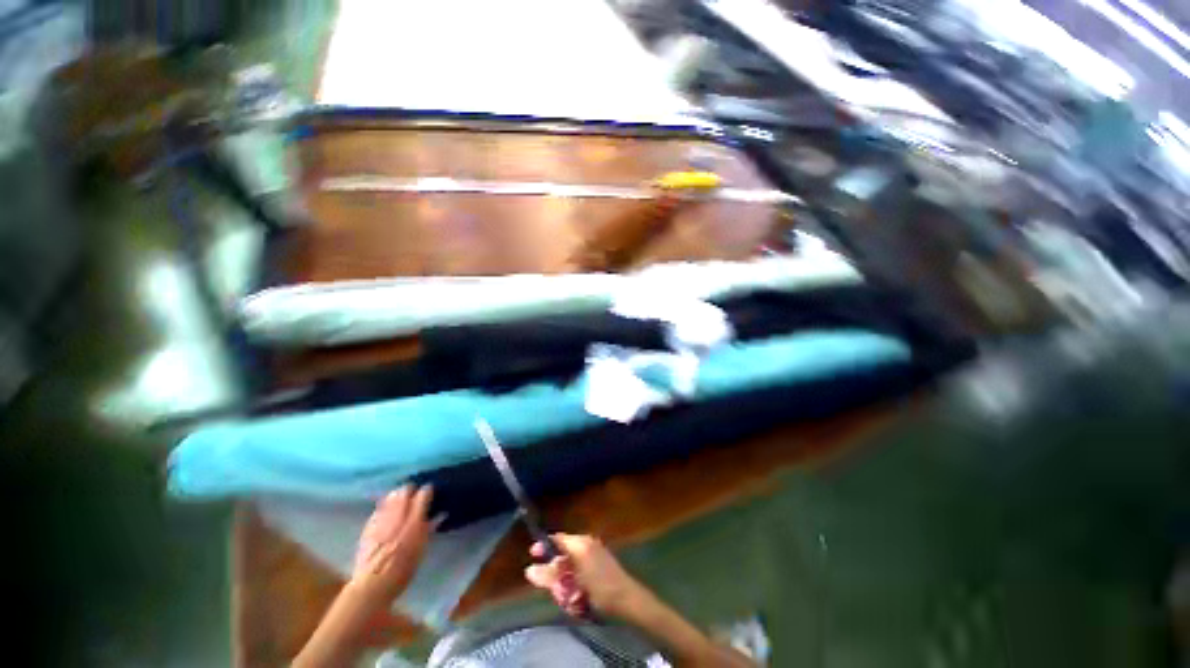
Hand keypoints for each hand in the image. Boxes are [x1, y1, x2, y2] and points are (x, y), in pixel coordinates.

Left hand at [349, 485, 433, 606]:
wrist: (371, 586)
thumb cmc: (402, 571)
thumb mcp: (421, 550)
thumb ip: (428, 529)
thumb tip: (438, 515)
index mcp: (414, 521)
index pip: (423, 494)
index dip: (428, 491)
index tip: (430, 492)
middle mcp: (397, 516)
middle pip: (405, 490)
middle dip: (411, 489)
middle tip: (415, 495)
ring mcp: (380, 520)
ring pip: (390, 497)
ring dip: (397, 495)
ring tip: (400, 499)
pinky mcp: (367, 527)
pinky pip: (378, 509)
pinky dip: (384, 507)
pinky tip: (385, 511)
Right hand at [525, 533, 645, 618]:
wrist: (627, 599)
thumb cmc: (599, 587)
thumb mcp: (572, 583)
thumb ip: (551, 576)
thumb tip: (529, 570)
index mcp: (580, 543)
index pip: (557, 538)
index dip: (543, 546)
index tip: (532, 556)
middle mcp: (586, 544)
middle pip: (562, 553)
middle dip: (555, 572)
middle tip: (553, 589)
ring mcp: (594, 553)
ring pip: (570, 565)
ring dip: (565, 582)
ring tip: (567, 598)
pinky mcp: (599, 565)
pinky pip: (579, 571)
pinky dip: (574, 583)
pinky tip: (577, 598)